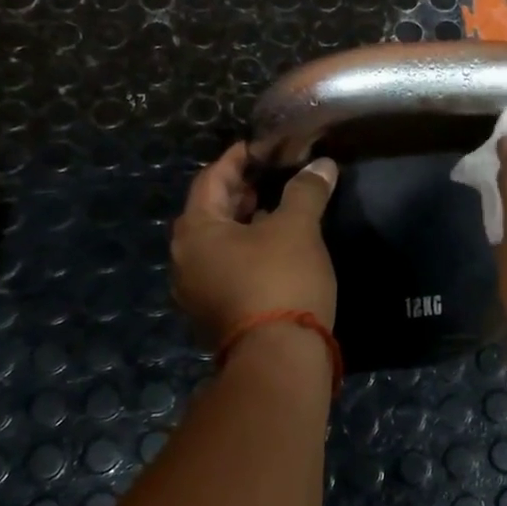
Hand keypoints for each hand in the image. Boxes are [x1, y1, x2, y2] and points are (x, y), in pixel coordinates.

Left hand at [172, 144, 338, 346]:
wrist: (278, 358)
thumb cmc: (281, 280)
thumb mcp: (297, 228)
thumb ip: (306, 191)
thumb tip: (321, 165)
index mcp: (196, 231)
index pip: (211, 180)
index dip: (236, 159)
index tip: (258, 147)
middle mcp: (185, 259)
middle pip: (210, 213)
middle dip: (241, 193)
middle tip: (271, 178)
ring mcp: (196, 292)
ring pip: (218, 244)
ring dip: (245, 224)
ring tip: (278, 212)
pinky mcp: (215, 314)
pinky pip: (226, 269)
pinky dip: (246, 252)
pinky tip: (275, 252)